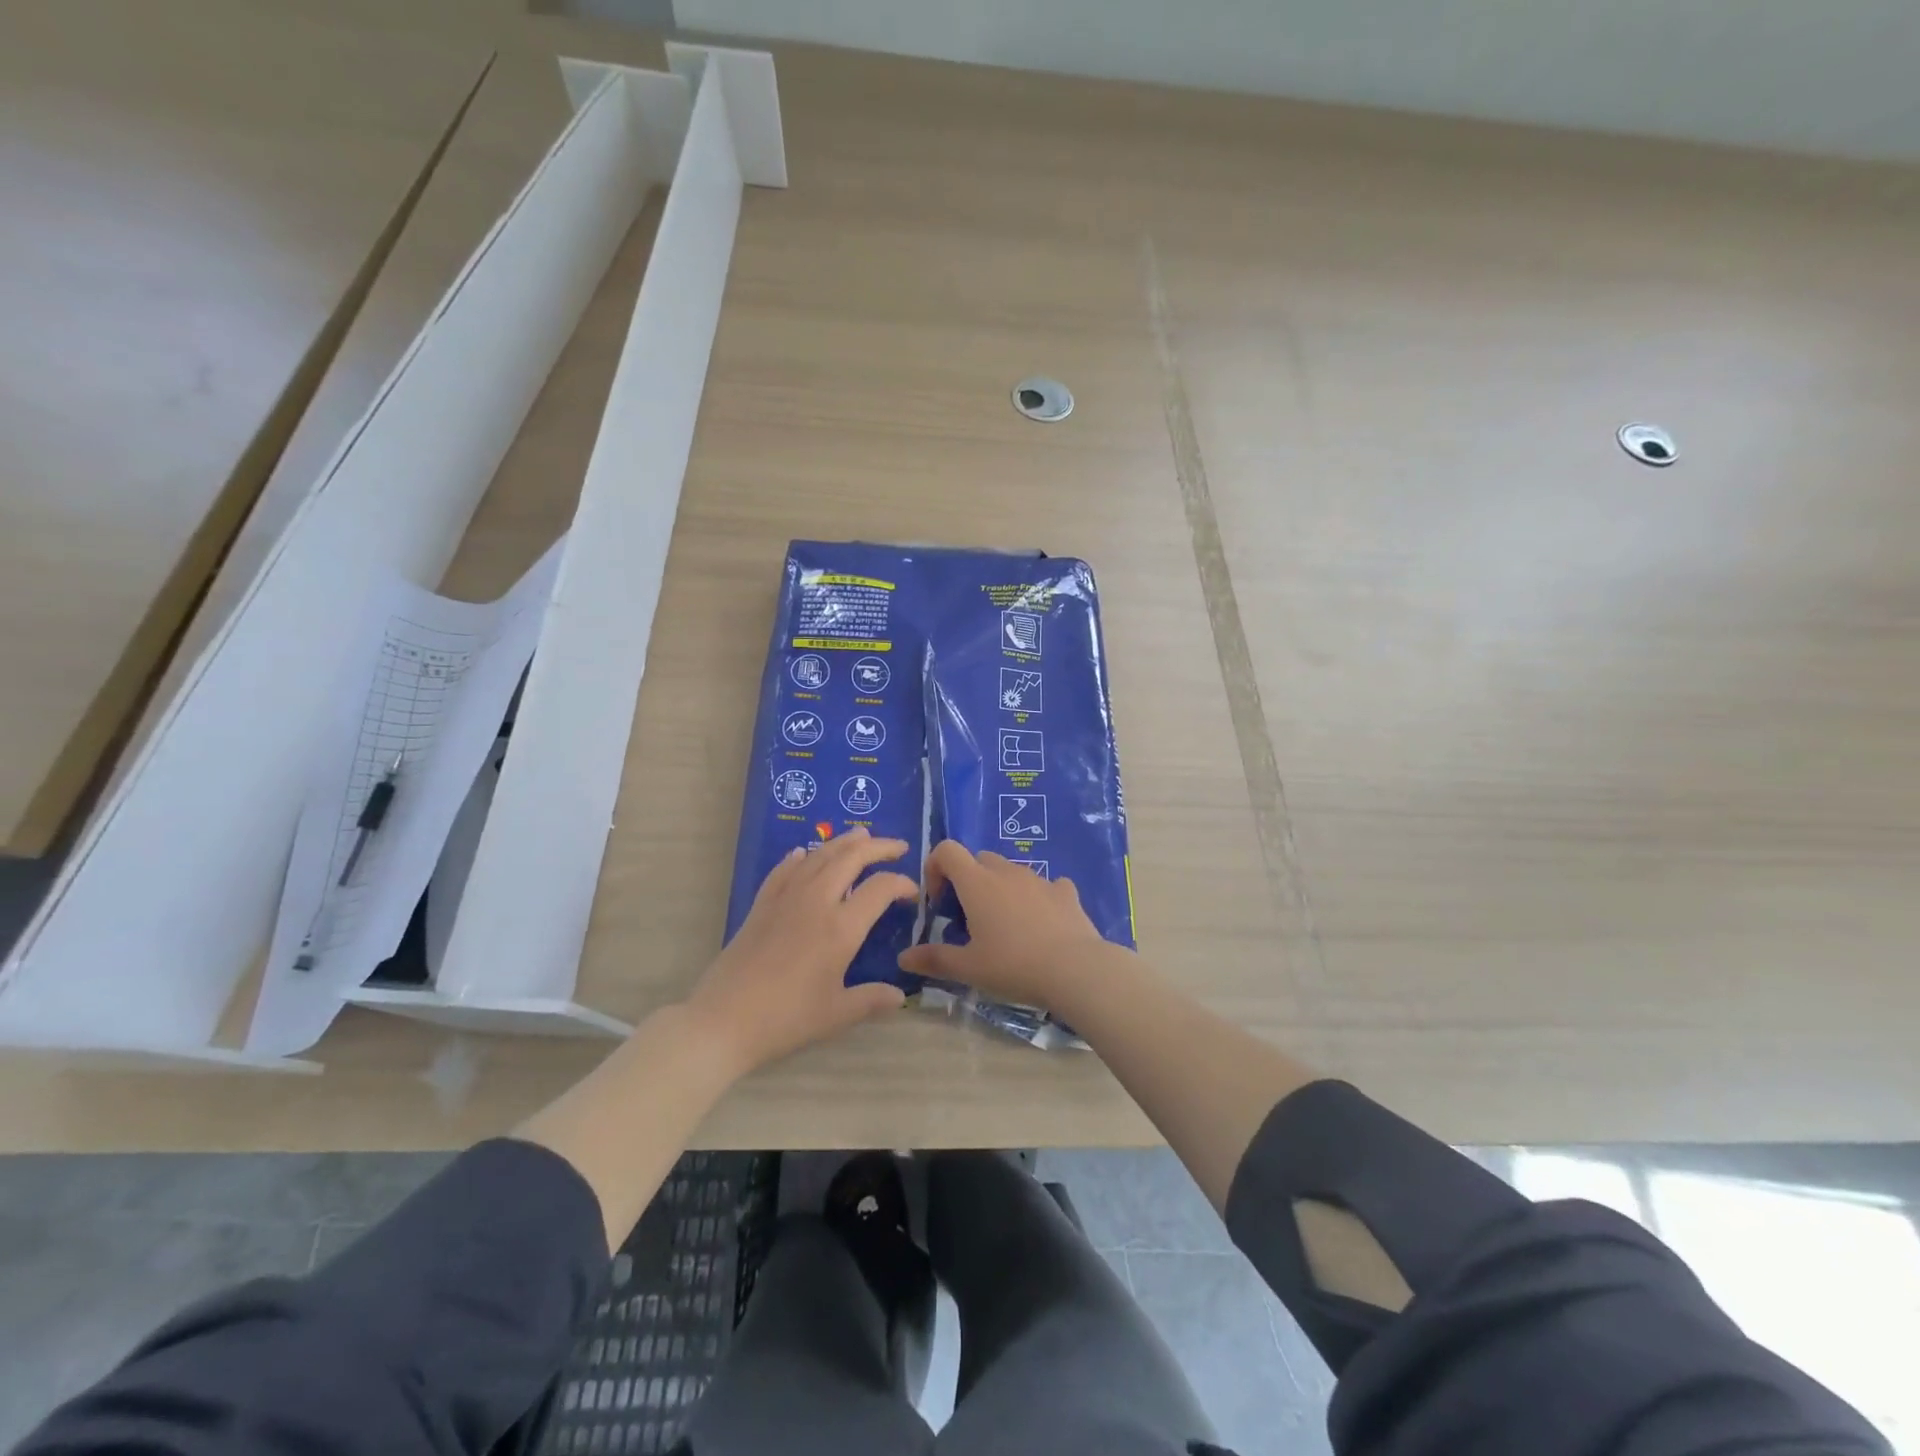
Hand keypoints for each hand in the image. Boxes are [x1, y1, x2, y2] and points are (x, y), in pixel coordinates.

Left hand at [684, 829, 917, 1076]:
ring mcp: (786, 898)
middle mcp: (816, 901)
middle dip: (878, 847)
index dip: (901, 883)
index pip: (880, 888)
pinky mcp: (762, 904)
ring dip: (843, 842)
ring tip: (861, 835)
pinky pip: (785, 869)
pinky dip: (800, 857)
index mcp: (841, 927)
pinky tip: (803, 853)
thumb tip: (900, 996)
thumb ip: (872, 1000)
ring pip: (819, 855)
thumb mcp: (836, 1014)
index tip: (912, 892)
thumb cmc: (786, 1018)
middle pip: (851, 857)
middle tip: (897, 846)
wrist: (724, 1019)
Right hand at [897, 840, 1114, 1010]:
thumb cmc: (1013, 965)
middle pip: (979, 859)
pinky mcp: (1066, 892)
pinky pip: (1046, 885)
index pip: (947, 850)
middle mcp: (1006, 872)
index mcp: (977, 883)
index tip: (938, 901)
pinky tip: (1042, 922)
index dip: (936, 868)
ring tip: (1006, 926)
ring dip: (1001, 888)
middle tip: (969, 918)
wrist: (1075, 970)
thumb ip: (934, 959)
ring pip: (1011, 871)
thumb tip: (903, 958)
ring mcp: (1039, 879)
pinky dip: (1038, 897)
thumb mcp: (968, 968)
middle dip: (969, 880)